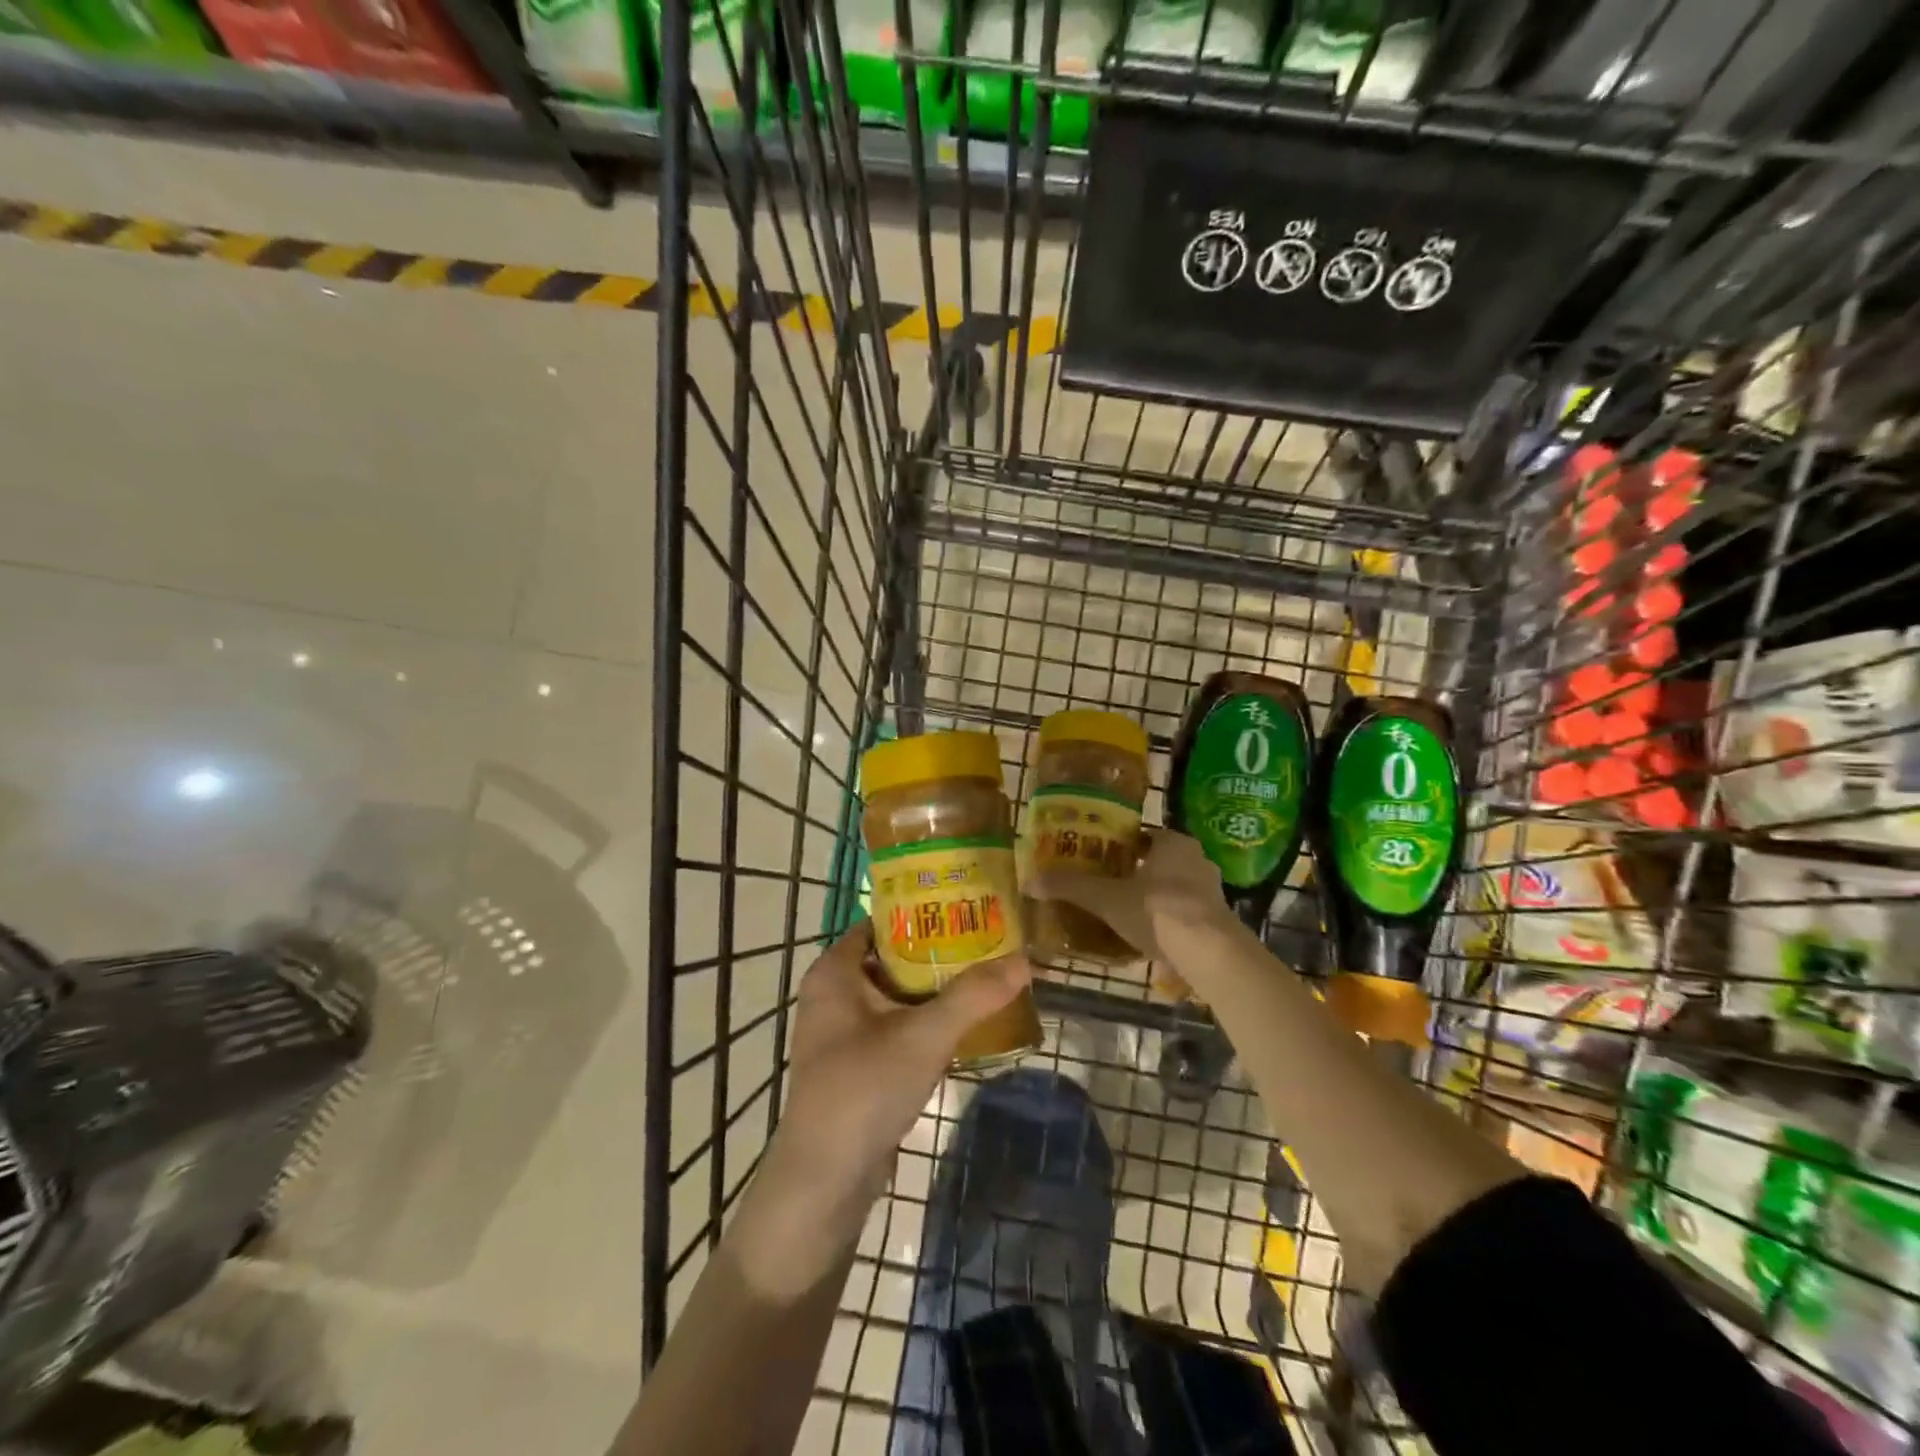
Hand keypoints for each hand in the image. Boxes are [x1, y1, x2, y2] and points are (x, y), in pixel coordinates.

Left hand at [737, 921, 1029, 1294]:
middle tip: (990, 940)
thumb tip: (1025, 958)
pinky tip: (966, 1022)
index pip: (883, 921)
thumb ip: (973, 995)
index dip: (925, 912)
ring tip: (988, 974)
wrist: (825, 1181)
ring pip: (898, 993)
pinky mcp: (857, 1062)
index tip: (970, 906)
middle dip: (940, 951)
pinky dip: (927, 1019)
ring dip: (937, 987)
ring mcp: (844, 1030)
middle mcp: (834, 992)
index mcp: (835, 971)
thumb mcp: (924, 1036)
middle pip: (894, 956)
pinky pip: (897, 1025)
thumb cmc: (864, 1089)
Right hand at [1028, 829, 1232, 966]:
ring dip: (1153, 897)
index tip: (1098, 857)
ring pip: (1173, 888)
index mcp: (1173, 843)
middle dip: (1136, 873)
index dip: (1120, 845)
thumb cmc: (1158, 911)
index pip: (1142, 835)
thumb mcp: (1107, 899)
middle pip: (1158, 861)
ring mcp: (1212, 891)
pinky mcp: (1219, 920)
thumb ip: (1071, 888)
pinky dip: (1168, 920)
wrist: (1210, 953)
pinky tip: (1148, 937)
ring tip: (1124, 914)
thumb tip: (1029, 881)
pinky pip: (1185, 913)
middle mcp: (1196, 859)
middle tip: (1107, 886)